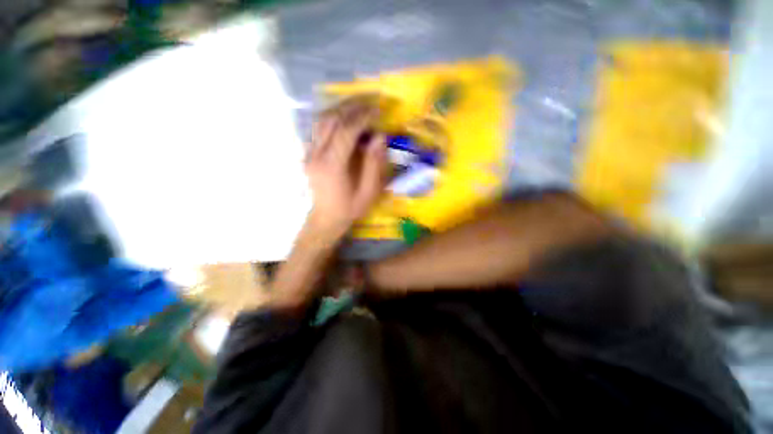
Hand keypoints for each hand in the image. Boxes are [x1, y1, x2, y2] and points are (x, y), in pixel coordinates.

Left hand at [304, 99, 386, 242]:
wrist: (326, 218)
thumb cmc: (349, 208)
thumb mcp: (368, 192)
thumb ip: (374, 164)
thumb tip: (379, 136)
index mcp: (332, 166)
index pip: (345, 131)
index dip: (362, 117)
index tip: (377, 110)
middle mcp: (316, 155)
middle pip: (330, 120)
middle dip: (351, 107)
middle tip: (369, 102)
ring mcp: (309, 153)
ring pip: (321, 120)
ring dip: (340, 109)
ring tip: (358, 105)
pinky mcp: (307, 154)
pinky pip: (318, 129)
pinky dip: (332, 118)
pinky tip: (344, 118)